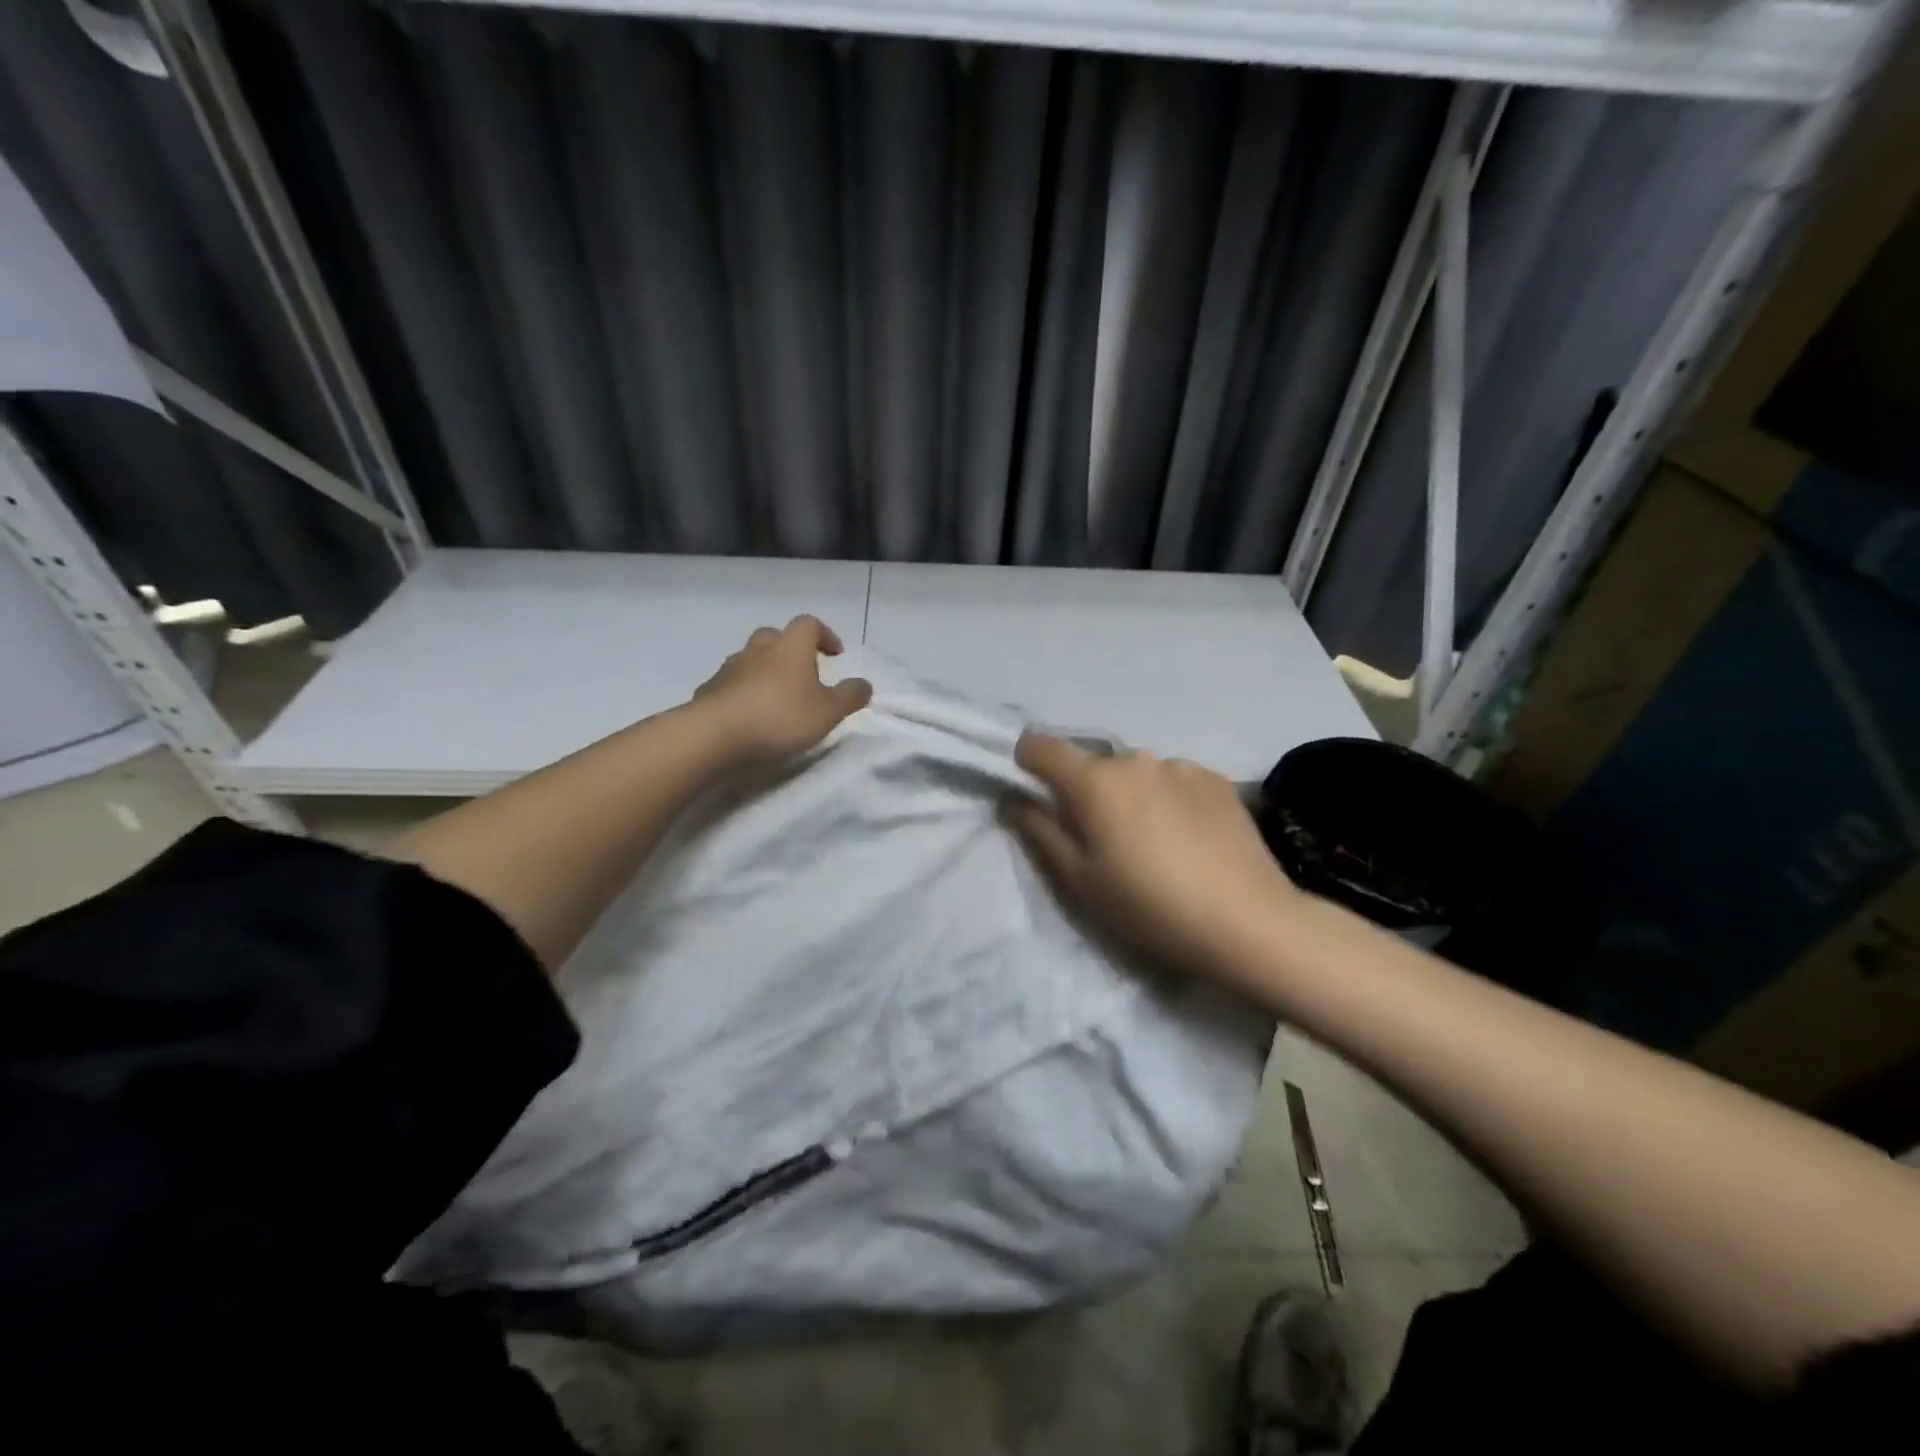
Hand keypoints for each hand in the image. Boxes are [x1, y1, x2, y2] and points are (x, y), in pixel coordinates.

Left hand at [693, 616, 872, 768]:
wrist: (714, 736)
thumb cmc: (780, 718)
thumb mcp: (828, 712)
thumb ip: (849, 696)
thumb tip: (865, 684)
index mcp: (790, 648)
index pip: (809, 624)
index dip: (825, 635)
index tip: (835, 655)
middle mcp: (758, 650)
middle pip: (775, 636)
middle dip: (791, 650)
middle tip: (803, 675)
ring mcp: (729, 668)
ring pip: (750, 659)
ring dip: (764, 670)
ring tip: (776, 698)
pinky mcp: (709, 690)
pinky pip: (730, 683)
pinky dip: (742, 692)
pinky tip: (748, 715)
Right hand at [1003, 732, 1302, 981]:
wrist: (1249, 921)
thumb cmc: (1150, 907)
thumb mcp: (1081, 881)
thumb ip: (1040, 831)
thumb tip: (1013, 799)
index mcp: (1094, 781)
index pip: (1040, 746)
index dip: (1026, 762)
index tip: (1033, 792)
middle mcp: (1135, 759)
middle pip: (1092, 764)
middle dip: (1085, 790)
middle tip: (1100, 838)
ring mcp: (1180, 765)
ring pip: (1135, 773)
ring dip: (1130, 795)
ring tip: (1152, 842)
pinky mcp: (1216, 779)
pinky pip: (1173, 780)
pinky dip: (1167, 799)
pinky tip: (1188, 839)